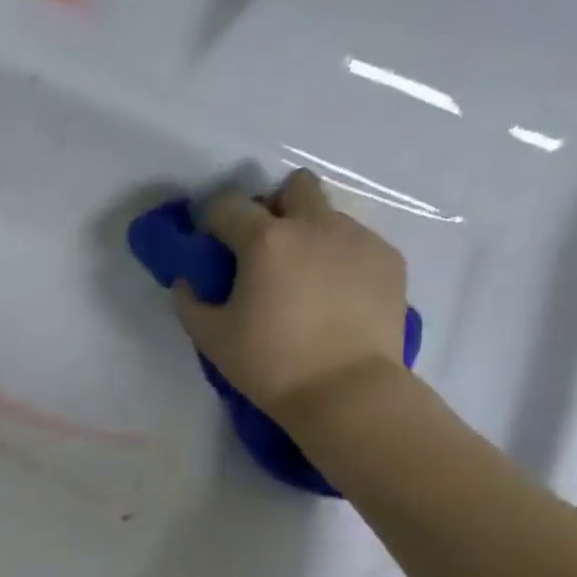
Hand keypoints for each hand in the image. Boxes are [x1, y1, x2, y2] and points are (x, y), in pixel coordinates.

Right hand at [174, 169, 408, 420]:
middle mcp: (314, 225)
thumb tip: (188, 281)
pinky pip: (357, 243)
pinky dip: (339, 259)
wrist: (346, 390)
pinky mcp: (388, 259)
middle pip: (294, 186)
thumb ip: (190, 302)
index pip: (228, 206)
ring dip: (309, 234)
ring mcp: (358, 238)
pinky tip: (334, 298)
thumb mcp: (211, 338)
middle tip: (265, 249)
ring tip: (304, 280)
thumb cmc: (270, 364)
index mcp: (266, 241)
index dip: (213, 221)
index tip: (212, 246)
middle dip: (274, 207)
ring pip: (328, 215)